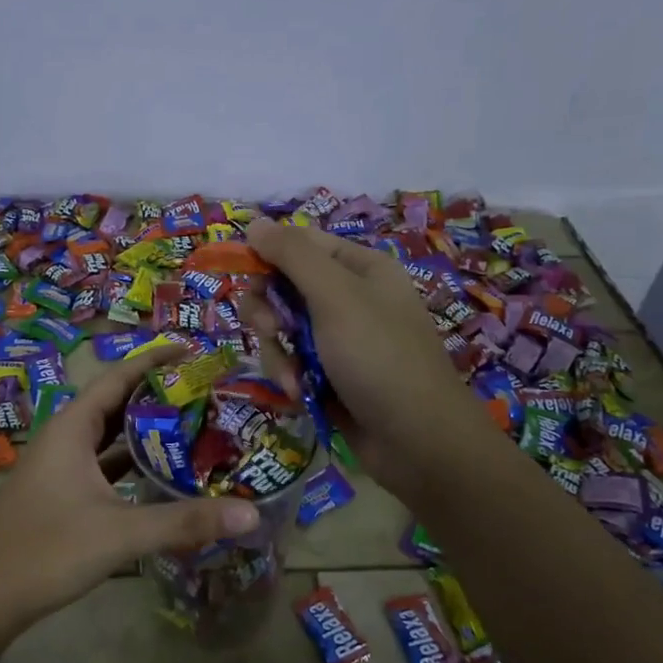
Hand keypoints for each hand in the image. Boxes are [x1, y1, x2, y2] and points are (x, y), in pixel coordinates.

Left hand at [0, 344, 259, 636]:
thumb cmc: (47, 551)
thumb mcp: (121, 533)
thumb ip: (185, 521)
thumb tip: (251, 514)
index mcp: (72, 428)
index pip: (118, 377)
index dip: (155, 360)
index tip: (194, 350)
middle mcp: (65, 438)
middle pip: (116, 402)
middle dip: (157, 394)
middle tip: (205, 392)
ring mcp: (60, 467)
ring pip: (109, 436)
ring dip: (145, 430)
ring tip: (192, 426)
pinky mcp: (61, 494)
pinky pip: (103, 464)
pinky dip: (131, 462)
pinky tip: (160, 474)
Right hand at [246, 218, 494, 500]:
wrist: (416, 440)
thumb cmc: (379, 357)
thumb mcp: (336, 297)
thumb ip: (293, 257)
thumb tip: (255, 222)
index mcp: (359, 268)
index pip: (300, 245)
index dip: (268, 258)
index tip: (245, 279)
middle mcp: (349, 298)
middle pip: (283, 287)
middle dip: (268, 312)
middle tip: (271, 332)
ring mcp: (338, 339)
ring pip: (281, 329)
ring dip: (277, 352)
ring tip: (293, 378)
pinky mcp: (329, 374)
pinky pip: (292, 361)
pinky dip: (290, 376)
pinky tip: (300, 394)